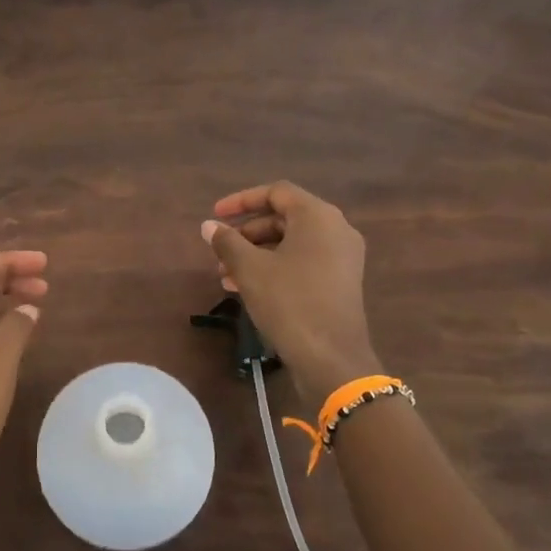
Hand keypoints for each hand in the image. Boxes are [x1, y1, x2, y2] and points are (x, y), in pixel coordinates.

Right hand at [202, 182, 379, 403]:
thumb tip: (209, 226)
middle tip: (219, 251)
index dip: (241, 200)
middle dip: (246, 233)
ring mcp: (342, 258)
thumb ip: (227, 241)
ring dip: (256, 254)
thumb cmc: (289, 302)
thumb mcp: (250, 269)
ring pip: (290, 243)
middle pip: (283, 218)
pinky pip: (302, 262)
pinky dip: (274, 268)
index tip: (215, 216)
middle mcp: (335, 229)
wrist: (331, 358)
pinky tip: (246, 289)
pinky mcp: (340, 282)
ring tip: (225, 275)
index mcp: (318, 216)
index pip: (276, 192)